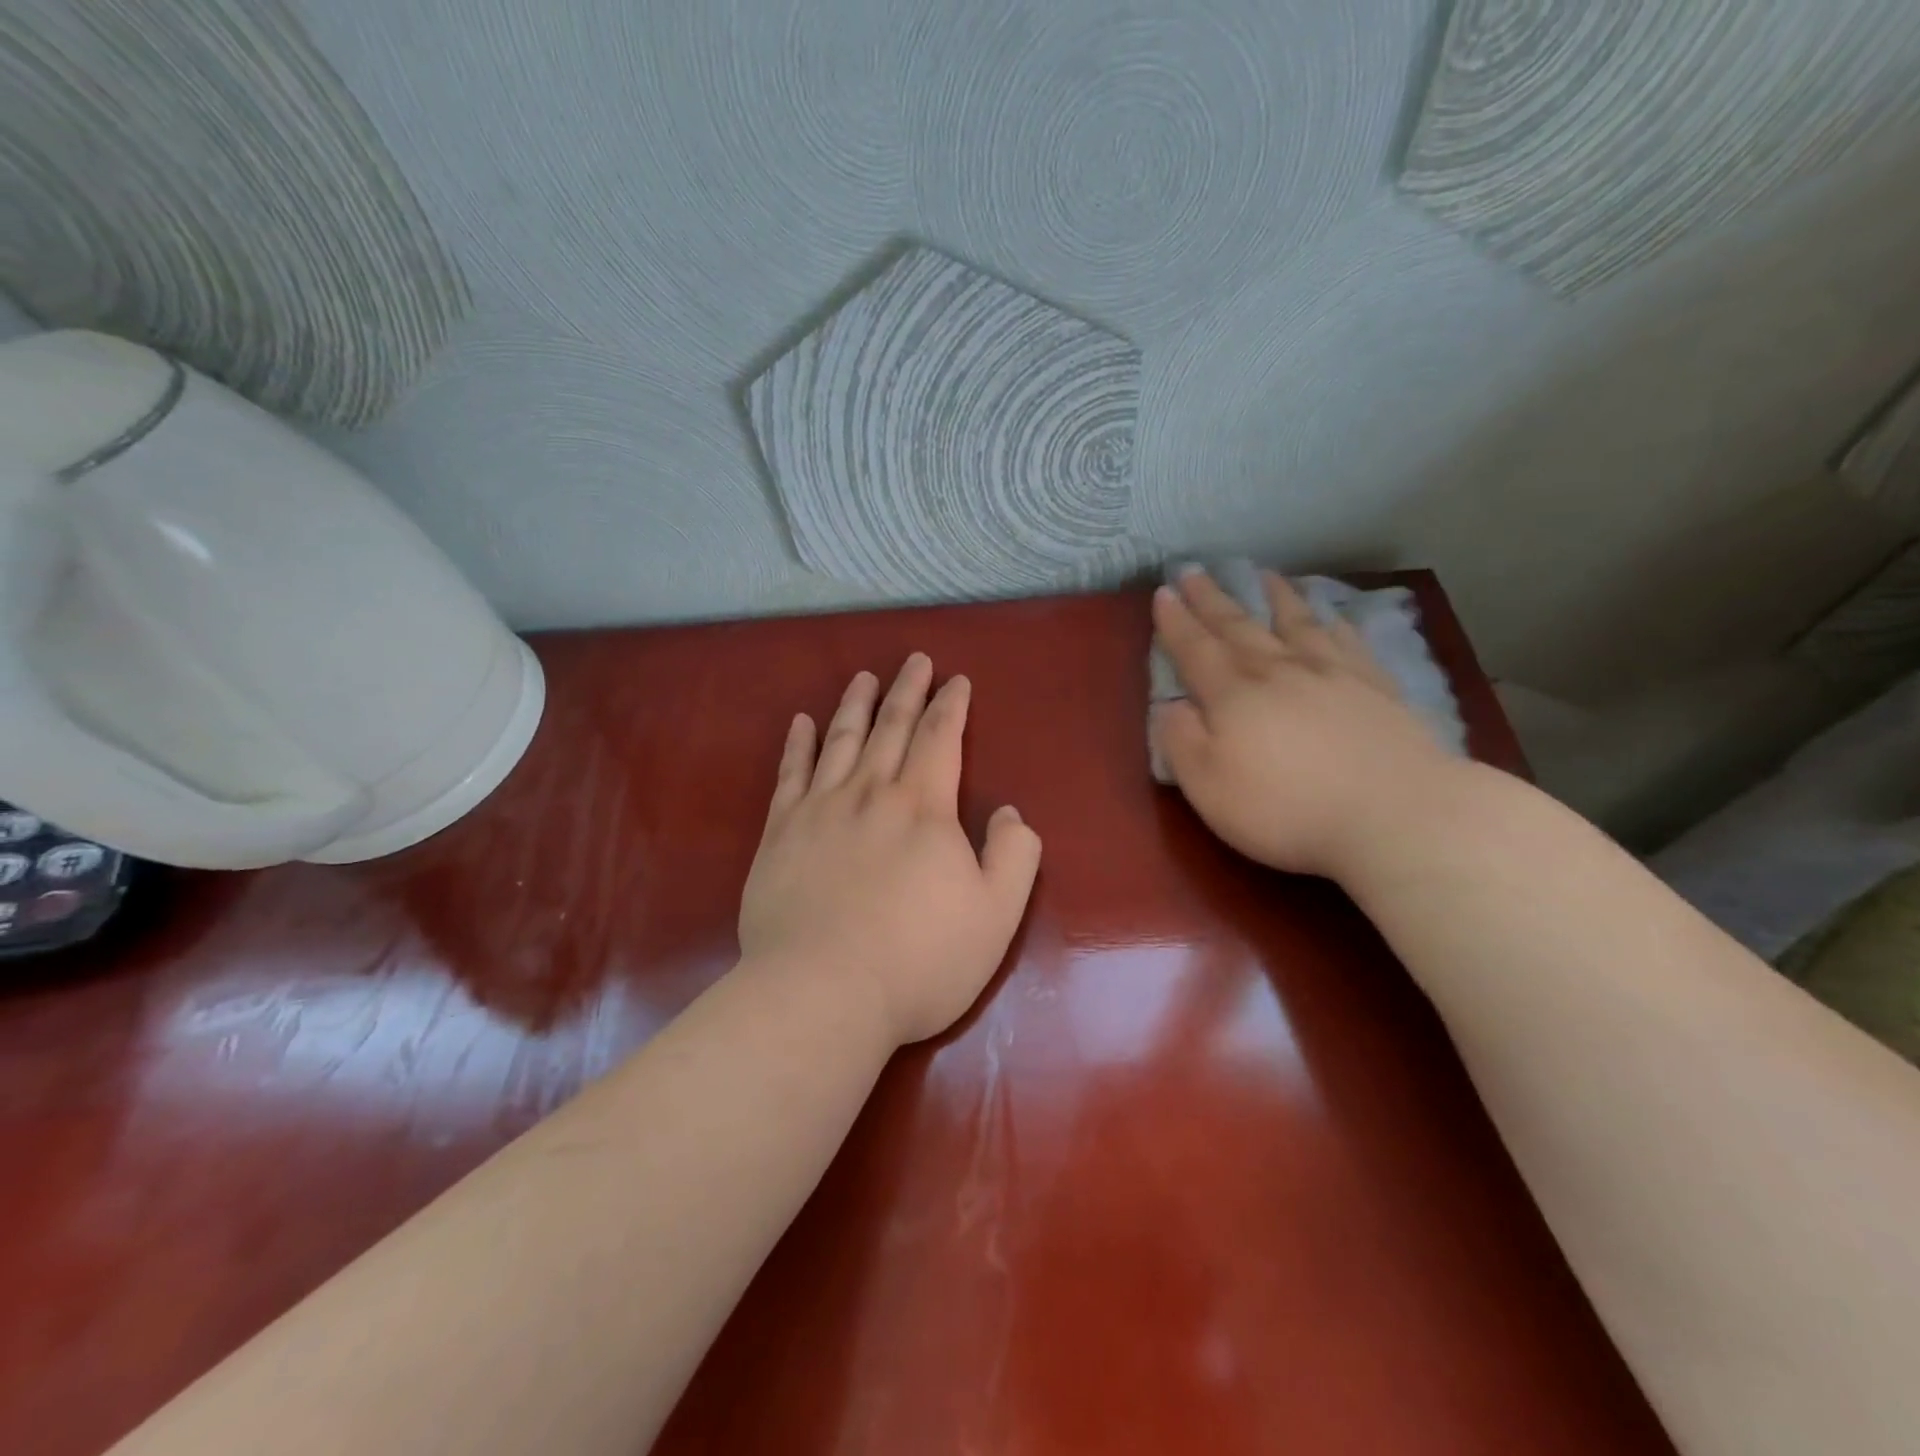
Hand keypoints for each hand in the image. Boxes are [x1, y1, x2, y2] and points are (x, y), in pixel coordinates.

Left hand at [739, 654, 1042, 1046]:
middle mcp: (871, 793)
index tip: (957, 680)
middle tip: (915, 660)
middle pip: (892, 728)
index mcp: (924, 808)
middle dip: (907, 690)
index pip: (941, 739)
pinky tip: (802, 723)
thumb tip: (1010, 812)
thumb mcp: (996, 914)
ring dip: (856, 705)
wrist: (823, 993)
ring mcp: (820, 810)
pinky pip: (790, 775)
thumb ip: (1014, 855)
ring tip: (864, 677)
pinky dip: (798, 744)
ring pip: (841, 741)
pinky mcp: (780, 834)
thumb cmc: (920, 959)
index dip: (951, 706)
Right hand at [1150, 569, 1457, 880]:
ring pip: (1296, 623)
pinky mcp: (1376, 688)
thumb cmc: (1287, 809)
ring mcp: (1333, 674)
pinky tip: (1332, 615)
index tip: (1163, 592)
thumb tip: (1169, 707)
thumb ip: (1181, 742)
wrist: (1397, 815)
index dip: (1176, 622)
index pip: (1195, 650)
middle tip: (1195, 570)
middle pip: (1239, 627)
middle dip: (1212, 600)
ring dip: (1276, 598)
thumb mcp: (1209, 786)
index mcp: (1233, 696)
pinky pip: (1348, 642)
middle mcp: (1279, 671)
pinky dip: (1334, 622)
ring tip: (1264, 575)